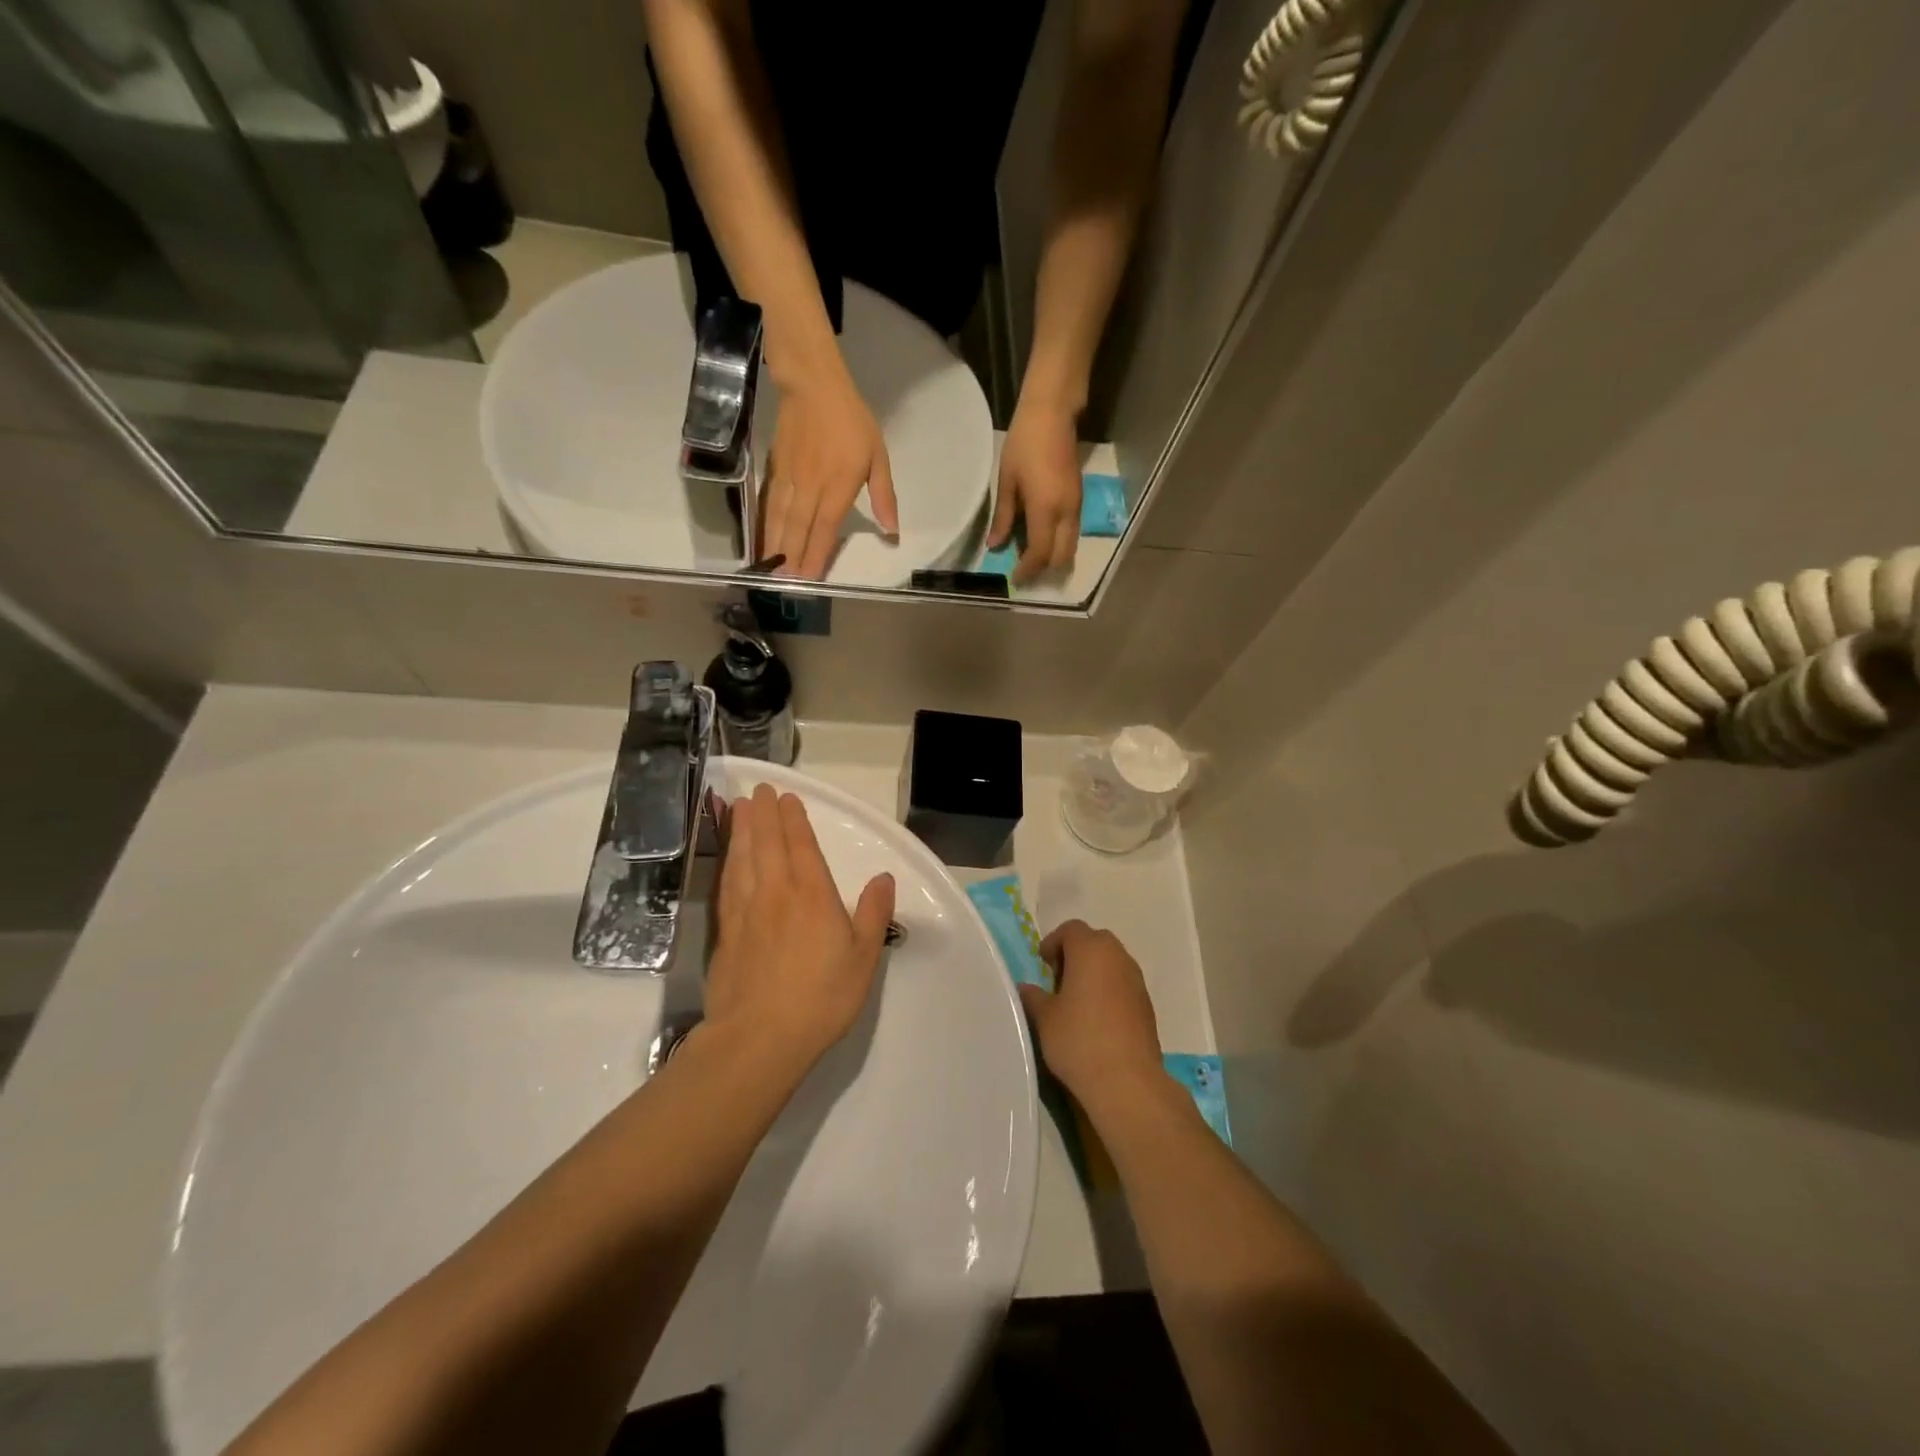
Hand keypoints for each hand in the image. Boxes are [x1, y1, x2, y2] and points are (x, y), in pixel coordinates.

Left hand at [705, 784, 895, 1074]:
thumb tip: (884, 878)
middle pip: (767, 843)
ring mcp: (746, 910)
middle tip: (759, 790)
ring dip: (742, 829)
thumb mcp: (863, 958)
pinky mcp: (726, 931)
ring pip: (742, 858)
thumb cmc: (821, 998)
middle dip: (764, 814)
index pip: (801, 846)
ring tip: (739, 807)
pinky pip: (726, 883)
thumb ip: (872, 914)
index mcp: (813, 895)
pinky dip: (727, 861)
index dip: (793, 819)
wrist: (760, 1038)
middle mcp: (776, 892)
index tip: (786, 797)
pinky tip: (727, 856)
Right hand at [762, 366, 897, 578]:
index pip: (825, 527)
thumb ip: (884, 496)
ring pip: (780, 519)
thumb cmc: (851, 421)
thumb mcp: (879, 456)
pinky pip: (769, 504)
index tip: (809, 578)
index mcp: (838, 485)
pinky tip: (762, 541)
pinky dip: (764, 525)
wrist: (813, 385)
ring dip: (774, 546)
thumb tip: (892, 531)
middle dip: (791, 558)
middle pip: (798, 529)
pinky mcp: (775, 470)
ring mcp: (789, 478)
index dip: (816, 555)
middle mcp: (810, 486)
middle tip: (785, 585)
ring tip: (770, 570)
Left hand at [989, 400, 1081, 583]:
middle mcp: (1067, 513)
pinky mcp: (1079, 499)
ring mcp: (1076, 506)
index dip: (1028, 570)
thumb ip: (1003, 517)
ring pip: (1070, 546)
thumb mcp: (1007, 481)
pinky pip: (1071, 532)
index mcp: (1046, 509)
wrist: (1053, 413)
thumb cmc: (1024, 443)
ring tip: (1030, 559)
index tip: (1014, 578)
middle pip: (1062, 557)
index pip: (1041, 554)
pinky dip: (1058, 543)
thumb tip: (995, 547)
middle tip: (1023, 572)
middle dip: (1044, 570)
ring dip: (1053, 558)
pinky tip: (1040, 538)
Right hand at [1018, 920, 1167, 1121]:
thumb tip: (1026, 988)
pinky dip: (1110, 990)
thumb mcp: (1045, 1018)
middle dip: (1076, 953)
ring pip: (1113, 962)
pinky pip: (1124, 984)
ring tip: (1077, 1000)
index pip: (1071, 929)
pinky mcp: (1147, 1005)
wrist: (1127, 1081)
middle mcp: (1118, 957)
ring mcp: (1136, 981)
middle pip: (1095, 941)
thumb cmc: (1079, 1040)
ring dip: (1095, 972)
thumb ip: (1034, 997)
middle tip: (1059, 978)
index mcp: (1090, 950)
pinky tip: (1097, 1018)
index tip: (1043, 964)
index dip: (1054, 942)